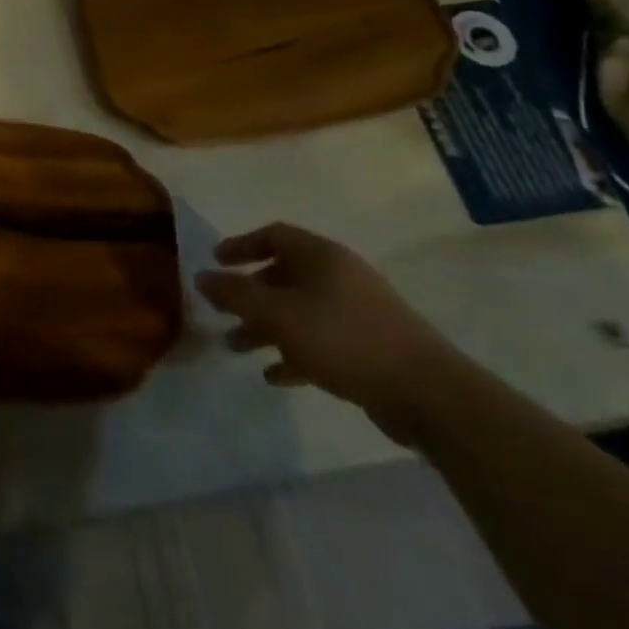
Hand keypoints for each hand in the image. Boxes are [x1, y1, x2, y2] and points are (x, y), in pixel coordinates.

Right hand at [196, 222, 462, 440]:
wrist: (428, 393)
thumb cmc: (344, 339)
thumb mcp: (279, 315)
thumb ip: (236, 295)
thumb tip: (200, 277)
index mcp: (320, 256)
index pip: (273, 235)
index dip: (240, 245)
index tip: (215, 262)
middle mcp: (339, 276)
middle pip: (283, 275)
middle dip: (249, 295)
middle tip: (222, 313)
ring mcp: (357, 311)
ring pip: (299, 310)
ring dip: (266, 327)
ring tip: (238, 348)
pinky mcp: (370, 347)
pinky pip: (320, 340)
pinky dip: (294, 352)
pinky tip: (275, 376)